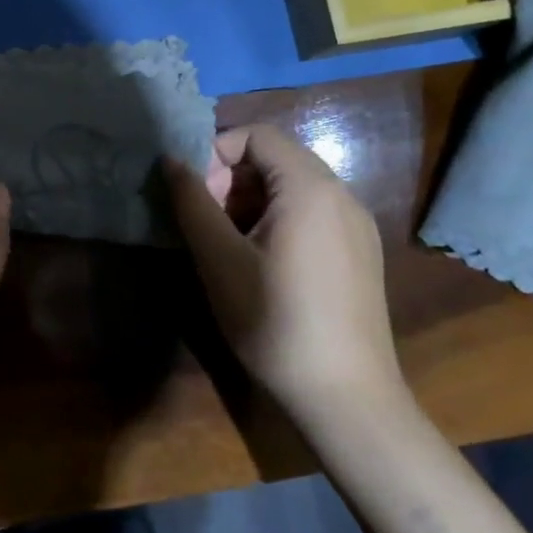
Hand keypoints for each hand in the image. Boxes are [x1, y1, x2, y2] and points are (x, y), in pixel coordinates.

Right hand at [165, 125, 406, 426]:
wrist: (346, 398)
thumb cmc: (274, 320)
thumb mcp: (219, 258)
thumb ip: (192, 201)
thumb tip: (171, 159)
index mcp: (310, 188)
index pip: (256, 135)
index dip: (215, 152)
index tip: (193, 194)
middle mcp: (342, 195)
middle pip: (276, 158)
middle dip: (231, 178)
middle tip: (205, 221)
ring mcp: (357, 226)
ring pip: (293, 186)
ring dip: (251, 200)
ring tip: (227, 244)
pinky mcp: (360, 253)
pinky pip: (313, 212)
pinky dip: (277, 219)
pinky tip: (261, 263)